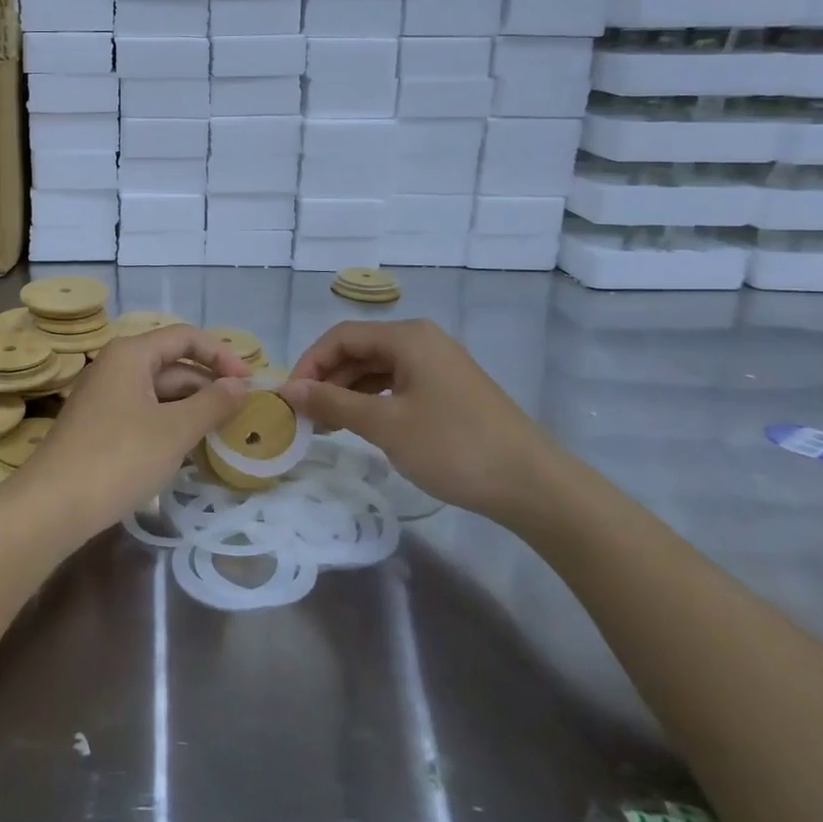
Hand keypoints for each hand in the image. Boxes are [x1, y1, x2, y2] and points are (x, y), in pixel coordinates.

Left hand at [3, 325, 251, 541]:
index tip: (250, 384)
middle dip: (209, 385)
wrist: (52, 506)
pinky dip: (170, 424)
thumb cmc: (118, 458)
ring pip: (159, 392)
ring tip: (223, 434)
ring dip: (192, 408)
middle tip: (243, 415)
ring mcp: (105, 397)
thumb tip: (240, 386)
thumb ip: (212, 404)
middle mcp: (115, 367)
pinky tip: (189, 450)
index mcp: (131, 354)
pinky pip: (144, 413)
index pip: (186, 337)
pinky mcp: (99, 426)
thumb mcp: (174, 431)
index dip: (222, 354)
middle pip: (173, 364)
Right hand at [279, 319, 561, 520]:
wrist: (532, 485)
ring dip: (347, 393)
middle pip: (359, 350)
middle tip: (304, 415)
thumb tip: (290, 389)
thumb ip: (333, 403)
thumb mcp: (384, 425)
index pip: (341, 336)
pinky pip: (397, 384)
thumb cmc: (452, 446)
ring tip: (326, 426)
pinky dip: (372, 401)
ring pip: (377, 369)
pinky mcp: (449, 389)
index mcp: (407, 337)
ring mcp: (438, 365)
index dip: (309, 363)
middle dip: (327, 379)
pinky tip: (360, 425)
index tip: (290, 397)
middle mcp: (422, 341)